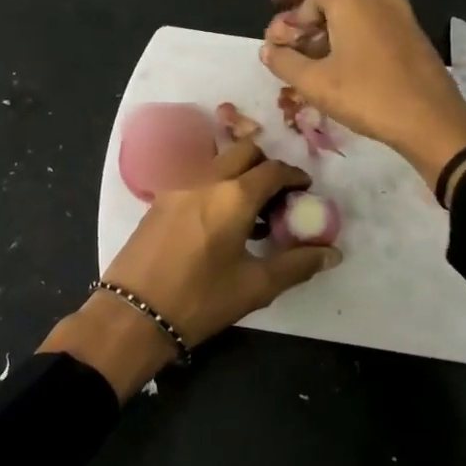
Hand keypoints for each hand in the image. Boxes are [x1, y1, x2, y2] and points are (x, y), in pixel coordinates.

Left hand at [40, 140, 341, 399]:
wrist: (133, 313)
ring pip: (217, 162)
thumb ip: (297, 264)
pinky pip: (196, 177)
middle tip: (278, 197)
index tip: (306, 191)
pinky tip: (219, 221)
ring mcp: (177, 186)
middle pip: (244, 152)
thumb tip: (332, 253)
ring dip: (239, 173)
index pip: (274, 169)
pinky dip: (215, 185)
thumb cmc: (200, 299)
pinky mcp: (159, 200)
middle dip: (266, 166)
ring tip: (249, 212)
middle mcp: (205, 179)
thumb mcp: (255, 286)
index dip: (295, 177)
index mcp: (234, 195)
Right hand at [260, 0, 465, 186]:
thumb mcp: (316, 84)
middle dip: (301, 19)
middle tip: (286, 53)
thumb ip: (284, 62)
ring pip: (348, 9)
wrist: (434, 122)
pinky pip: (368, 22)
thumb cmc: (370, 97)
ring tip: (308, 67)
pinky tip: (338, 71)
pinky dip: (346, 37)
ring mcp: (398, 13)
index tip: (278, 11)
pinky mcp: (410, 33)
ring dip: (322, 31)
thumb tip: (268, 49)